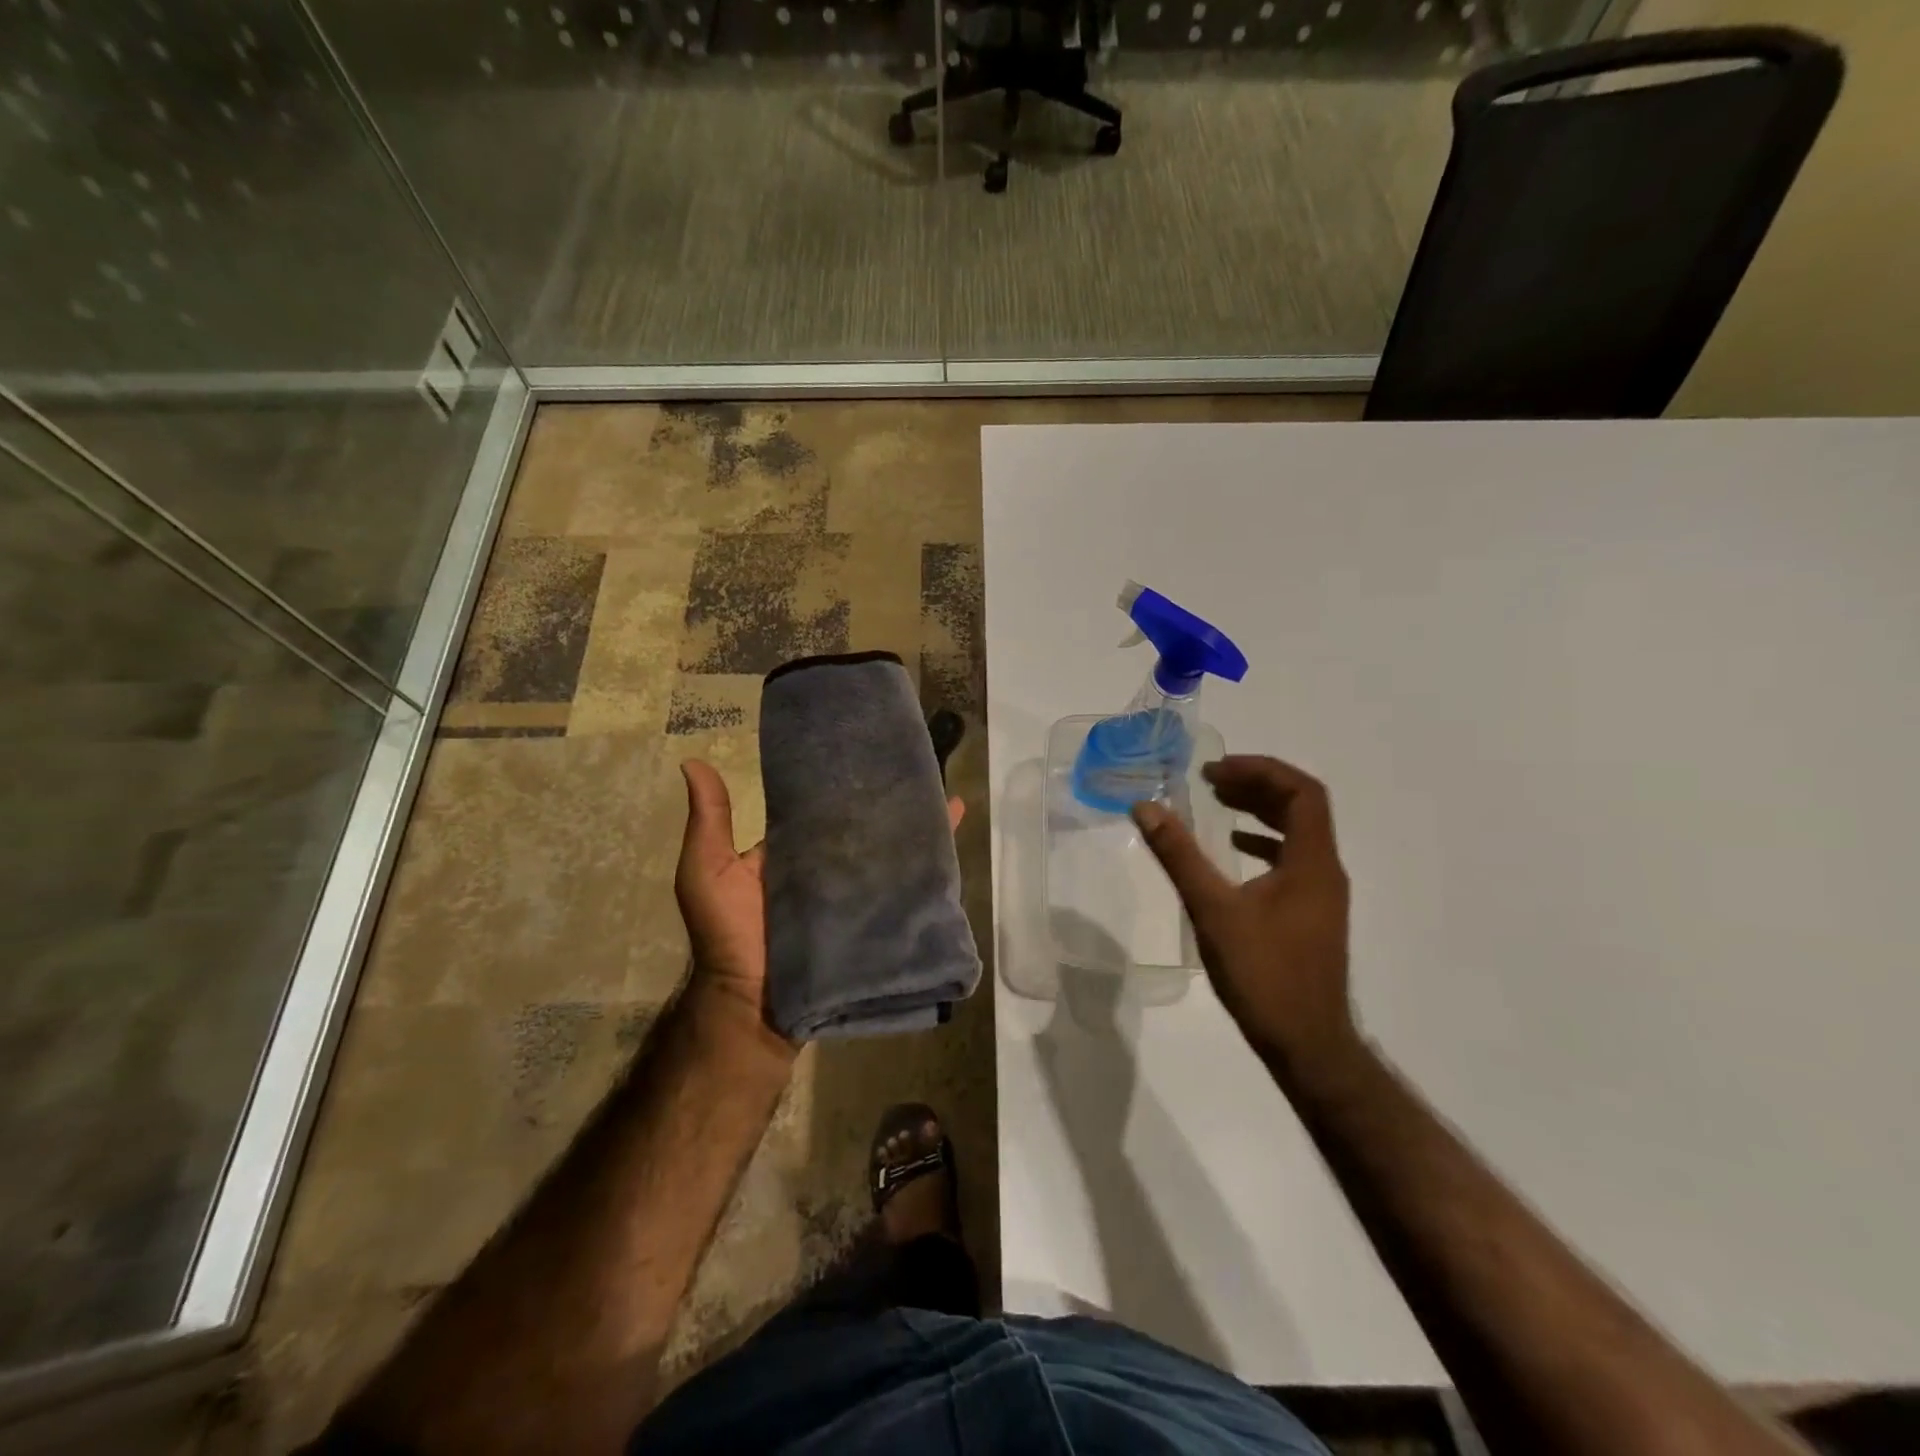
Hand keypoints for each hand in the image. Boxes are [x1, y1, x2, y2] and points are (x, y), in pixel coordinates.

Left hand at [675, 761, 965, 1033]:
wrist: (754, 1005)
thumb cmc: (728, 935)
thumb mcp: (708, 872)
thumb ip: (709, 821)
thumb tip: (693, 761)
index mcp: (793, 849)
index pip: (822, 805)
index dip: (841, 777)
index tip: (864, 744)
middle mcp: (827, 867)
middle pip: (863, 827)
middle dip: (887, 800)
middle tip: (917, 765)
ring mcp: (854, 894)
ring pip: (889, 853)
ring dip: (914, 829)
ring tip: (943, 795)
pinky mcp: (875, 920)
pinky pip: (904, 890)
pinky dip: (929, 869)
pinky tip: (952, 846)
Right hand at [1132, 756, 1356, 1078]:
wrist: (1306, 1043)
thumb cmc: (1263, 973)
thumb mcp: (1213, 909)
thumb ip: (1179, 855)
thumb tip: (1146, 807)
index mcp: (1312, 862)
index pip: (1303, 792)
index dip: (1261, 770)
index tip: (1216, 770)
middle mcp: (1325, 871)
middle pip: (1302, 807)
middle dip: (1256, 785)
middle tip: (1210, 780)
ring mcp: (1322, 895)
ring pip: (1298, 833)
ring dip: (1261, 811)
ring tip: (1219, 802)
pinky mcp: (1312, 914)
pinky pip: (1292, 859)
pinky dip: (1264, 842)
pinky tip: (1235, 849)